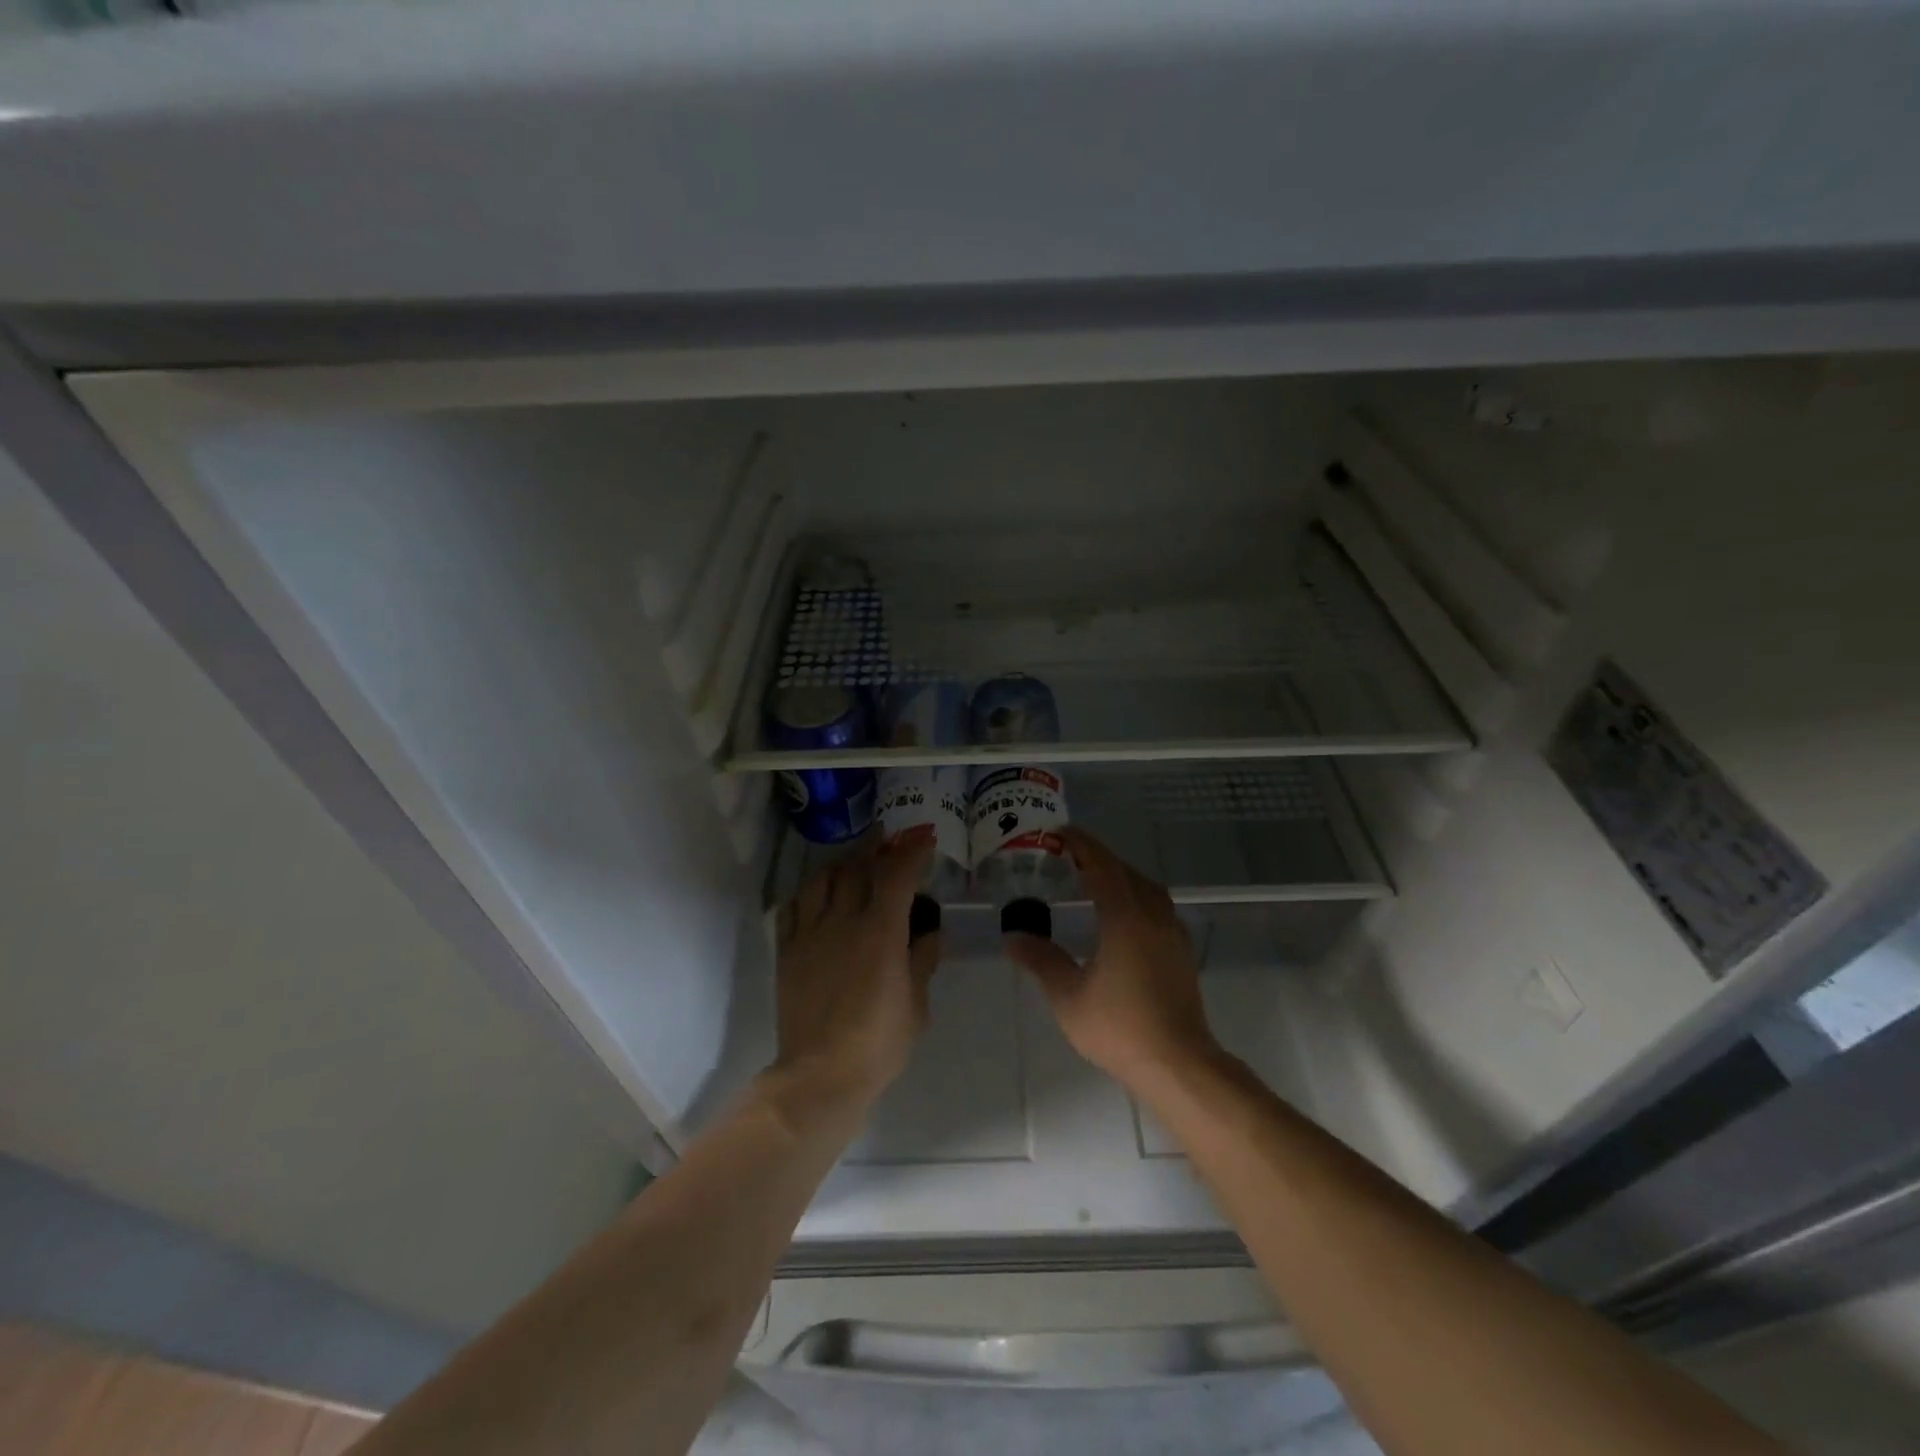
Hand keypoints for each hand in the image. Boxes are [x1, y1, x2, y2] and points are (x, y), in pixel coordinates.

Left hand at [766, 827, 941, 1123]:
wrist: (820, 1075)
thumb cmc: (879, 1043)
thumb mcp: (916, 1004)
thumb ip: (923, 960)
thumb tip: (932, 932)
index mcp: (881, 932)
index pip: (897, 875)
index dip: (913, 851)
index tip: (925, 838)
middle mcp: (843, 921)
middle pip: (858, 868)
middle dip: (878, 848)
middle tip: (892, 841)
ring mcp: (810, 933)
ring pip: (822, 879)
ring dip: (843, 865)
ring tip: (855, 864)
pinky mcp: (787, 950)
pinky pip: (794, 906)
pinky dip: (810, 892)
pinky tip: (819, 894)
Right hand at [1003, 827, 1220, 1089]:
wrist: (1178, 1063)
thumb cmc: (1120, 1028)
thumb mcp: (1069, 996)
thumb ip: (1041, 960)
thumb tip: (1013, 935)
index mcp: (1126, 918)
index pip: (1102, 867)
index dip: (1082, 845)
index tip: (1061, 833)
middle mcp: (1153, 916)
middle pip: (1126, 872)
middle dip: (1099, 858)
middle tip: (1070, 855)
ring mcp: (1172, 933)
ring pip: (1147, 888)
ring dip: (1121, 875)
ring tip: (1094, 879)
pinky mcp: (1181, 951)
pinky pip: (1157, 906)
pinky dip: (1136, 895)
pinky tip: (1122, 914)